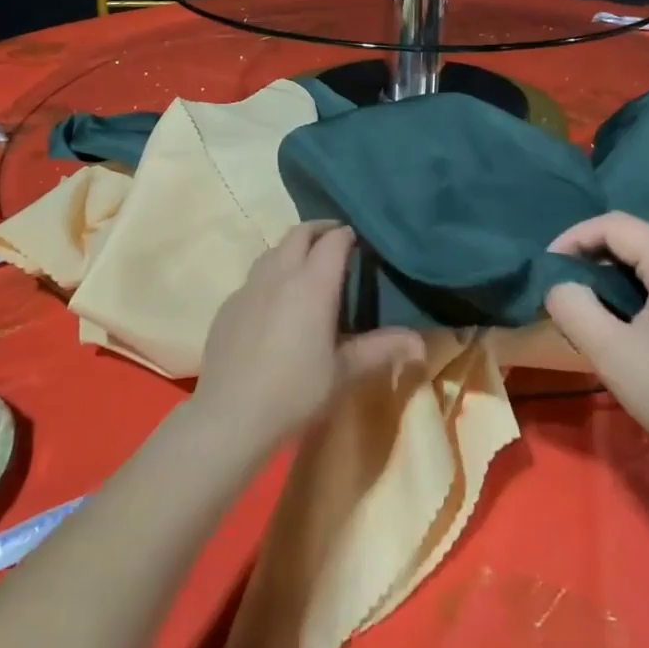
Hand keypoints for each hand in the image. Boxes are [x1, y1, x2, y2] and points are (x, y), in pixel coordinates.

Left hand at [192, 221, 426, 455]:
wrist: (229, 417)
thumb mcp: (344, 373)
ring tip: (306, 267)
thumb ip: (381, 349)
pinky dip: (271, 276)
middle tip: (336, 240)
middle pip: (299, 233)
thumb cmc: (295, 393)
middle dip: (319, 230)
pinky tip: (275, 304)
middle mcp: (279, 274)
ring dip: (292, 249)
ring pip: (273, 251)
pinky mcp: (228, 305)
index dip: (348, 234)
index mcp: (312, 284)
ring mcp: (249, 287)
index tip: (359, 239)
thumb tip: (421, 342)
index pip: (333, 241)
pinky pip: (254, 277)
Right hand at [545, 212, 648, 474]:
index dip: (574, 237)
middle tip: (565, 289)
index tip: (548, 267)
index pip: (616, 225)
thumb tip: (560, 285)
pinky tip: (631, 323)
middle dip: (594, 258)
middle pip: (638, 240)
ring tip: (591, 307)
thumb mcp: (612, 353)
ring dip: (617, 276)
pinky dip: (643, 291)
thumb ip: (572, 306)